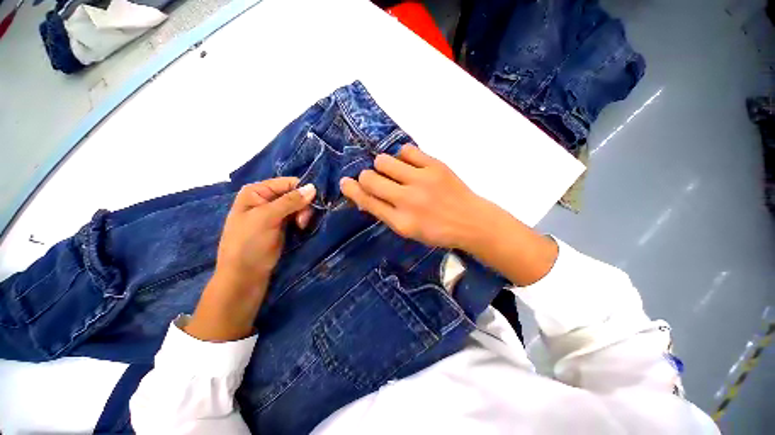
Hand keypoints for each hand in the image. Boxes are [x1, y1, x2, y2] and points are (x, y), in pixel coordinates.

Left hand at [185, 178, 315, 341]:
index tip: (311, 204)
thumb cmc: (249, 243)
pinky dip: (303, 220)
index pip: (288, 183)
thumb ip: (290, 201)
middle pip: (295, 194)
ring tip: (301, 227)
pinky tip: (301, 228)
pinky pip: (298, 215)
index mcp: (257, 191)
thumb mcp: (267, 218)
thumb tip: (313, 187)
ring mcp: (275, 213)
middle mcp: (266, 199)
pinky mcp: (282, 225)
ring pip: (299, 205)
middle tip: (302, 221)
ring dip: (304, 214)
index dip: (302, 191)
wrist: (245, 275)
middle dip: (303, 205)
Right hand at [340, 145, 491, 251]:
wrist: (471, 221)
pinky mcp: (435, 165)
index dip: (352, 190)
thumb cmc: (438, 231)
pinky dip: (403, 156)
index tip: (345, 182)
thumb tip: (365, 195)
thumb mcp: (409, 231)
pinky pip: (407, 150)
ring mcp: (422, 180)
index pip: (367, 201)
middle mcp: (408, 200)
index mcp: (401, 221)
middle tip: (375, 179)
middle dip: (366, 177)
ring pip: (384, 160)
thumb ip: (386, 213)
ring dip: (383, 165)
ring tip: (394, 172)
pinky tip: (409, 165)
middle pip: (370, 178)